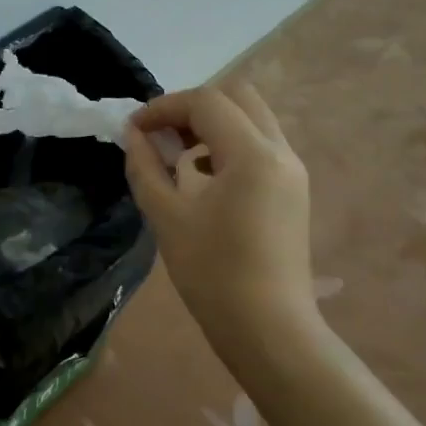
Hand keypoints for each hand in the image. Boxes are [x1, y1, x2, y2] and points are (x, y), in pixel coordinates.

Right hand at [124, 84, 316, 364]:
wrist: (267, 328)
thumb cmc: (212, 274)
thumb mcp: (167, 216)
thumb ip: (145, 167)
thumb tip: (132, 134)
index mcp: (253, 154)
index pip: (206, 102)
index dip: (163, 107)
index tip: (133, 129)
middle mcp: (280, 151)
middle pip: (237, 96)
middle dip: (192, 107)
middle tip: (161, 135)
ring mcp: (292, 170)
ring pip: (251, 118)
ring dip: (212, 124)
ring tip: (179, 158)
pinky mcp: (293, 189)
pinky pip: (260, 144)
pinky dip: (229, 144)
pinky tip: (205, 178)